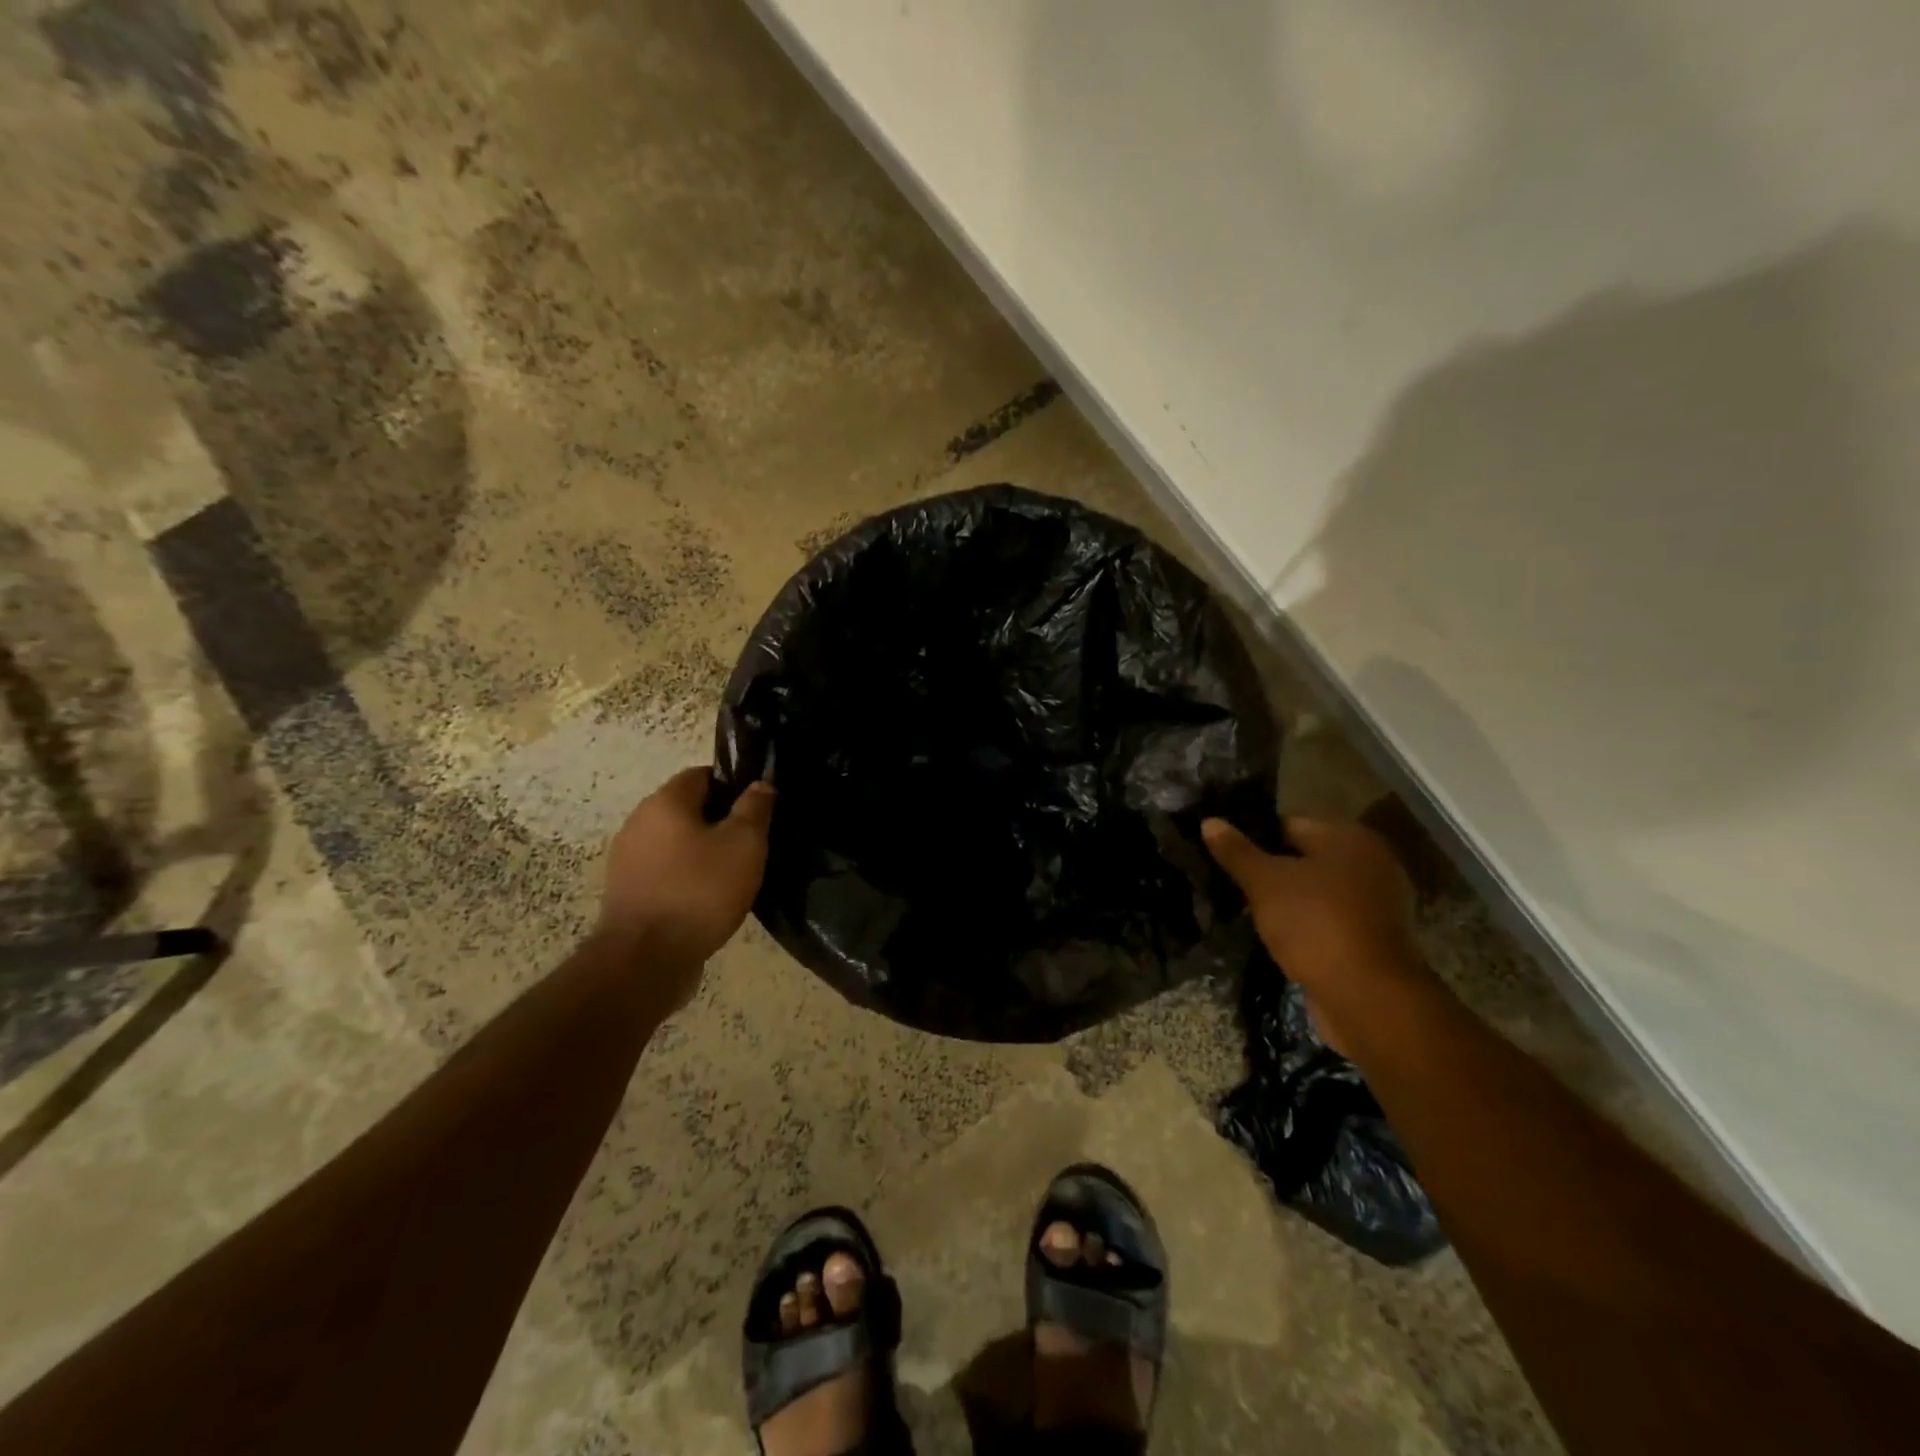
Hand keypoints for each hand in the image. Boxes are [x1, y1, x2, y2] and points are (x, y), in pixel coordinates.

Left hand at [598, 767, 775, 989]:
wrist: (646, 960)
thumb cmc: (700, 891)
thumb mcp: (744, 845)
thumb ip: (755, 808)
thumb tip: (761, 783)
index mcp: (664, 802)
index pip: (701, 775)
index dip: (732, 785)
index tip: (757, 808)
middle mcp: (638, 823)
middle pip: (686, 809)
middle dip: (719, 821)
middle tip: (751, 843)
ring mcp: (626, 860)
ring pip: (675, 843)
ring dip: (702, 852)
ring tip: (733, 874)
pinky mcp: (626, 893)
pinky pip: (664, 872)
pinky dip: (686, 877)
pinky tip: (708, 899)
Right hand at [1202, 815, 1431, 1056]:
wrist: (1366, 997)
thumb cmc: (1315, 924)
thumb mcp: (1264, 883)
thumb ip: (1236, 851)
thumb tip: (1209, 821)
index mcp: (1348, 838)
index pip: (1288, 824)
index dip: (1252, 837)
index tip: (1223, 853)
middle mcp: (1370, 863)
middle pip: (1303, 858)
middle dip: (1268, 870)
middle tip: (1229, 882)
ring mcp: (1376, 903)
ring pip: (1315, 891)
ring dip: (1285, 900)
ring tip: (1245, 909)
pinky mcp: (1373, 938)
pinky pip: (1327, 919)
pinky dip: (1304, 924)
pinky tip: (1274, 934)